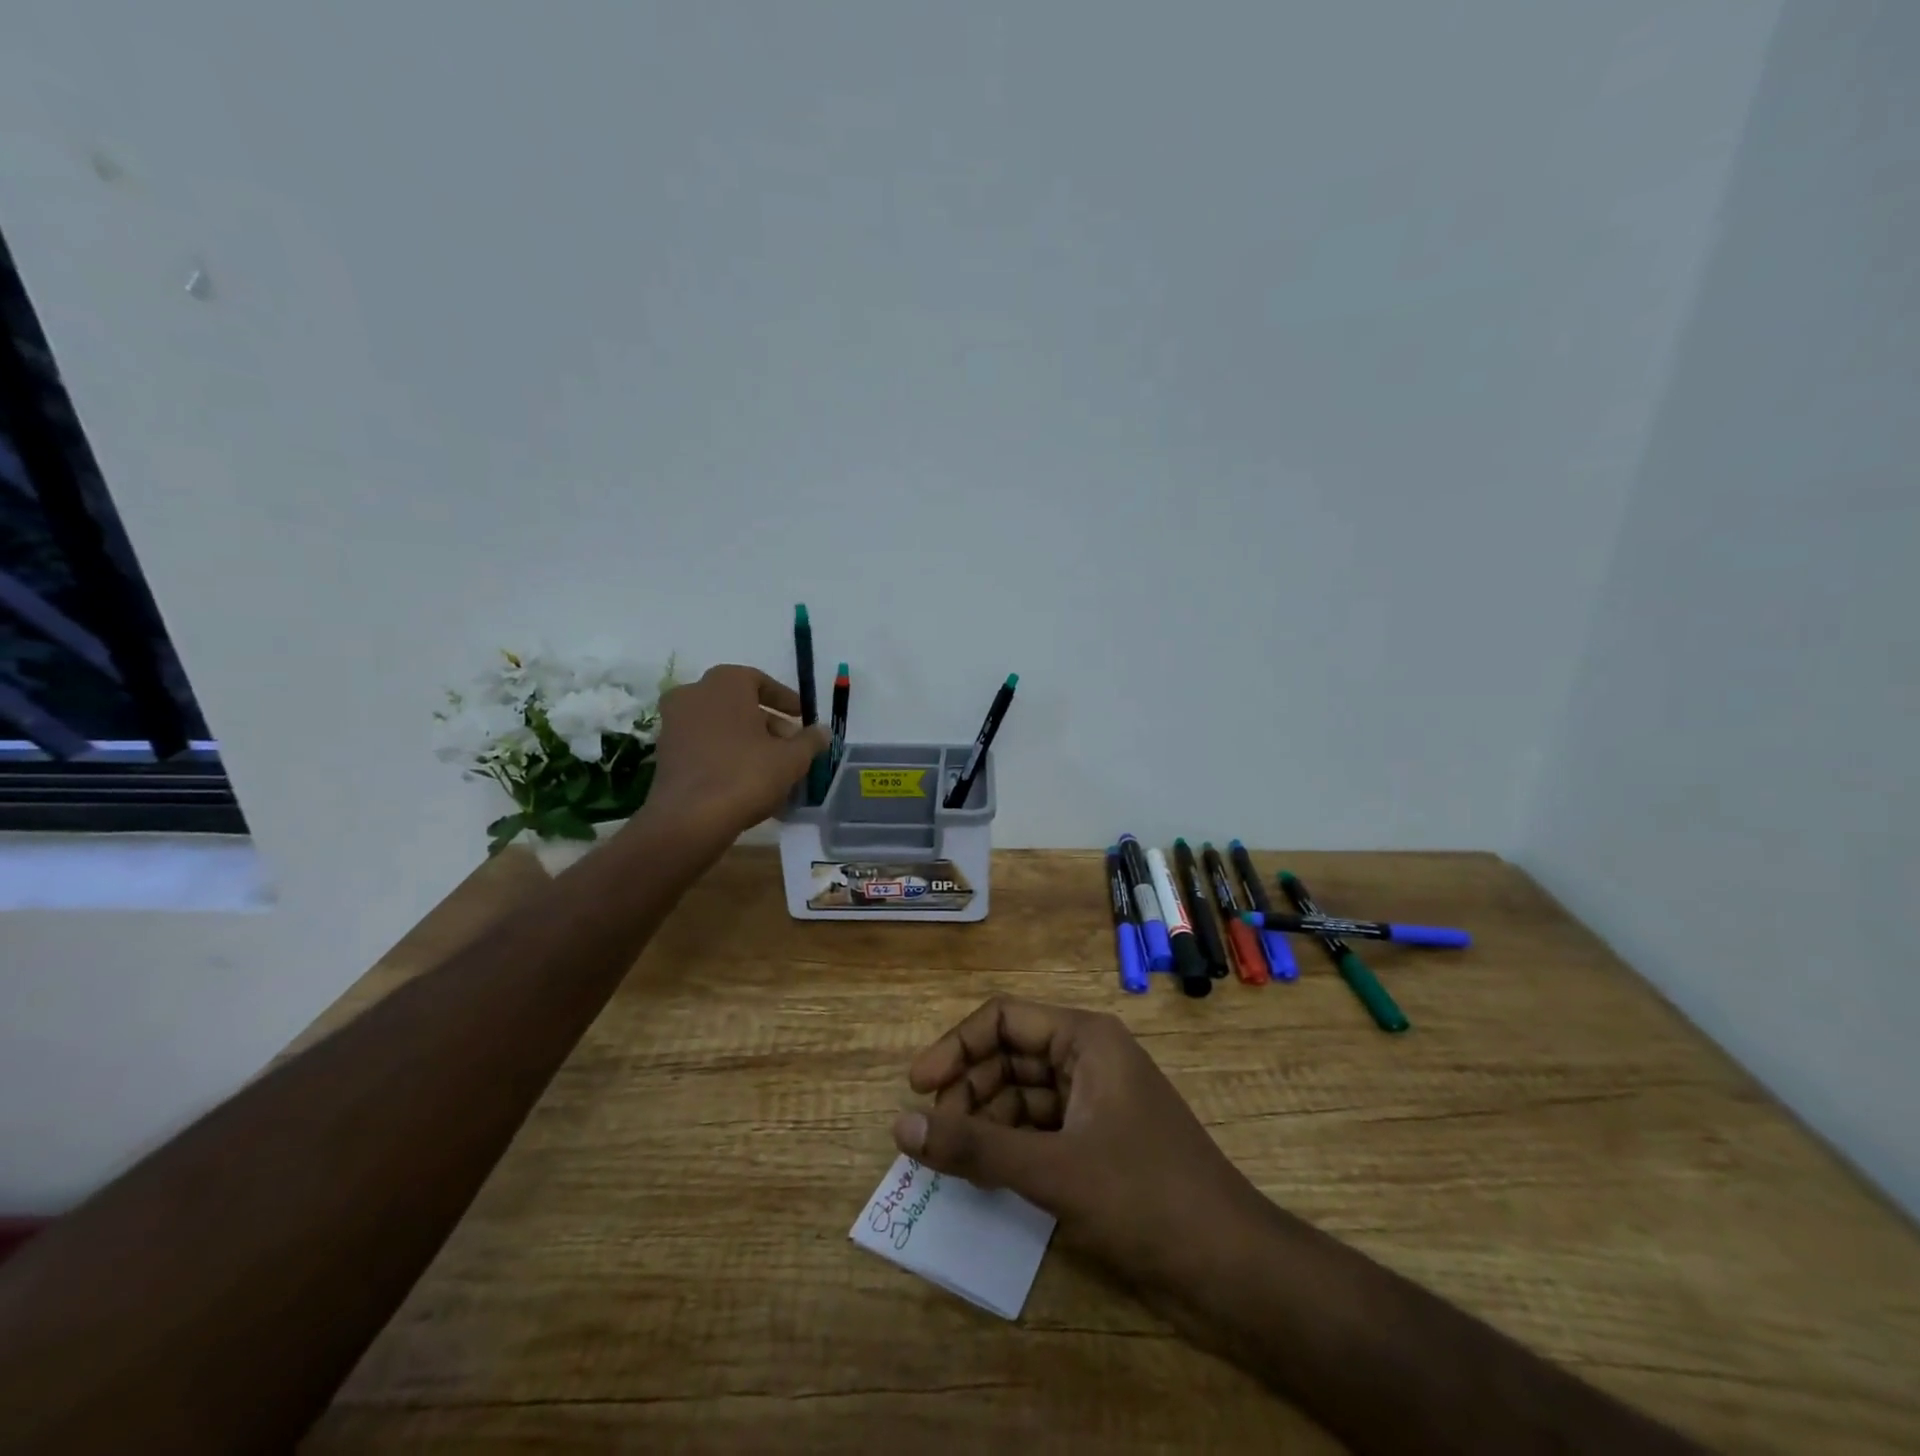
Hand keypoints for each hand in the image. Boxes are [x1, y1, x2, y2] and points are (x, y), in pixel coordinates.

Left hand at [643, 665, 830, 840]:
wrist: (690, 819)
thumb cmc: (746, 775)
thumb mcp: (792, 758)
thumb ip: (810, 740)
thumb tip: (821, 731)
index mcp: (725, 682)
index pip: (761, 681)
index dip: (786, 700)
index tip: (802, 718)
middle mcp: (694, 693)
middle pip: (739, 703)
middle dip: (768, 722)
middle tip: (791, 745)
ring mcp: (674, 722)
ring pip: (721, 725)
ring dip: (747, 740)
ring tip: (773, 766)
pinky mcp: (665, 752)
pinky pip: (705, 744)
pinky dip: (726, 754)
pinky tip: (747, 779)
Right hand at [891, 997, 1263, 1302]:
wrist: (1231, 1268)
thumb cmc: (1144, 1196)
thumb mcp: (1052, 1169)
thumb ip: (974, 1146)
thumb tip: (900, 1125)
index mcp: (1085, 1039)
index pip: (1003, 1019)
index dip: (956, 1047)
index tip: (916, 1088)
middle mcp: (1087, 1058)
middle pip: (1008, 1056)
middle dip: (968, 1089)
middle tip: (932, 1137)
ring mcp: (1093, 1101)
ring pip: (1020, 1094)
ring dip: (985, 1120)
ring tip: (953, 1160)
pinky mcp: (1096, 1142)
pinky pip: (1038, 1129)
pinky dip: (1008, 1146)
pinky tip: (986, 1176)